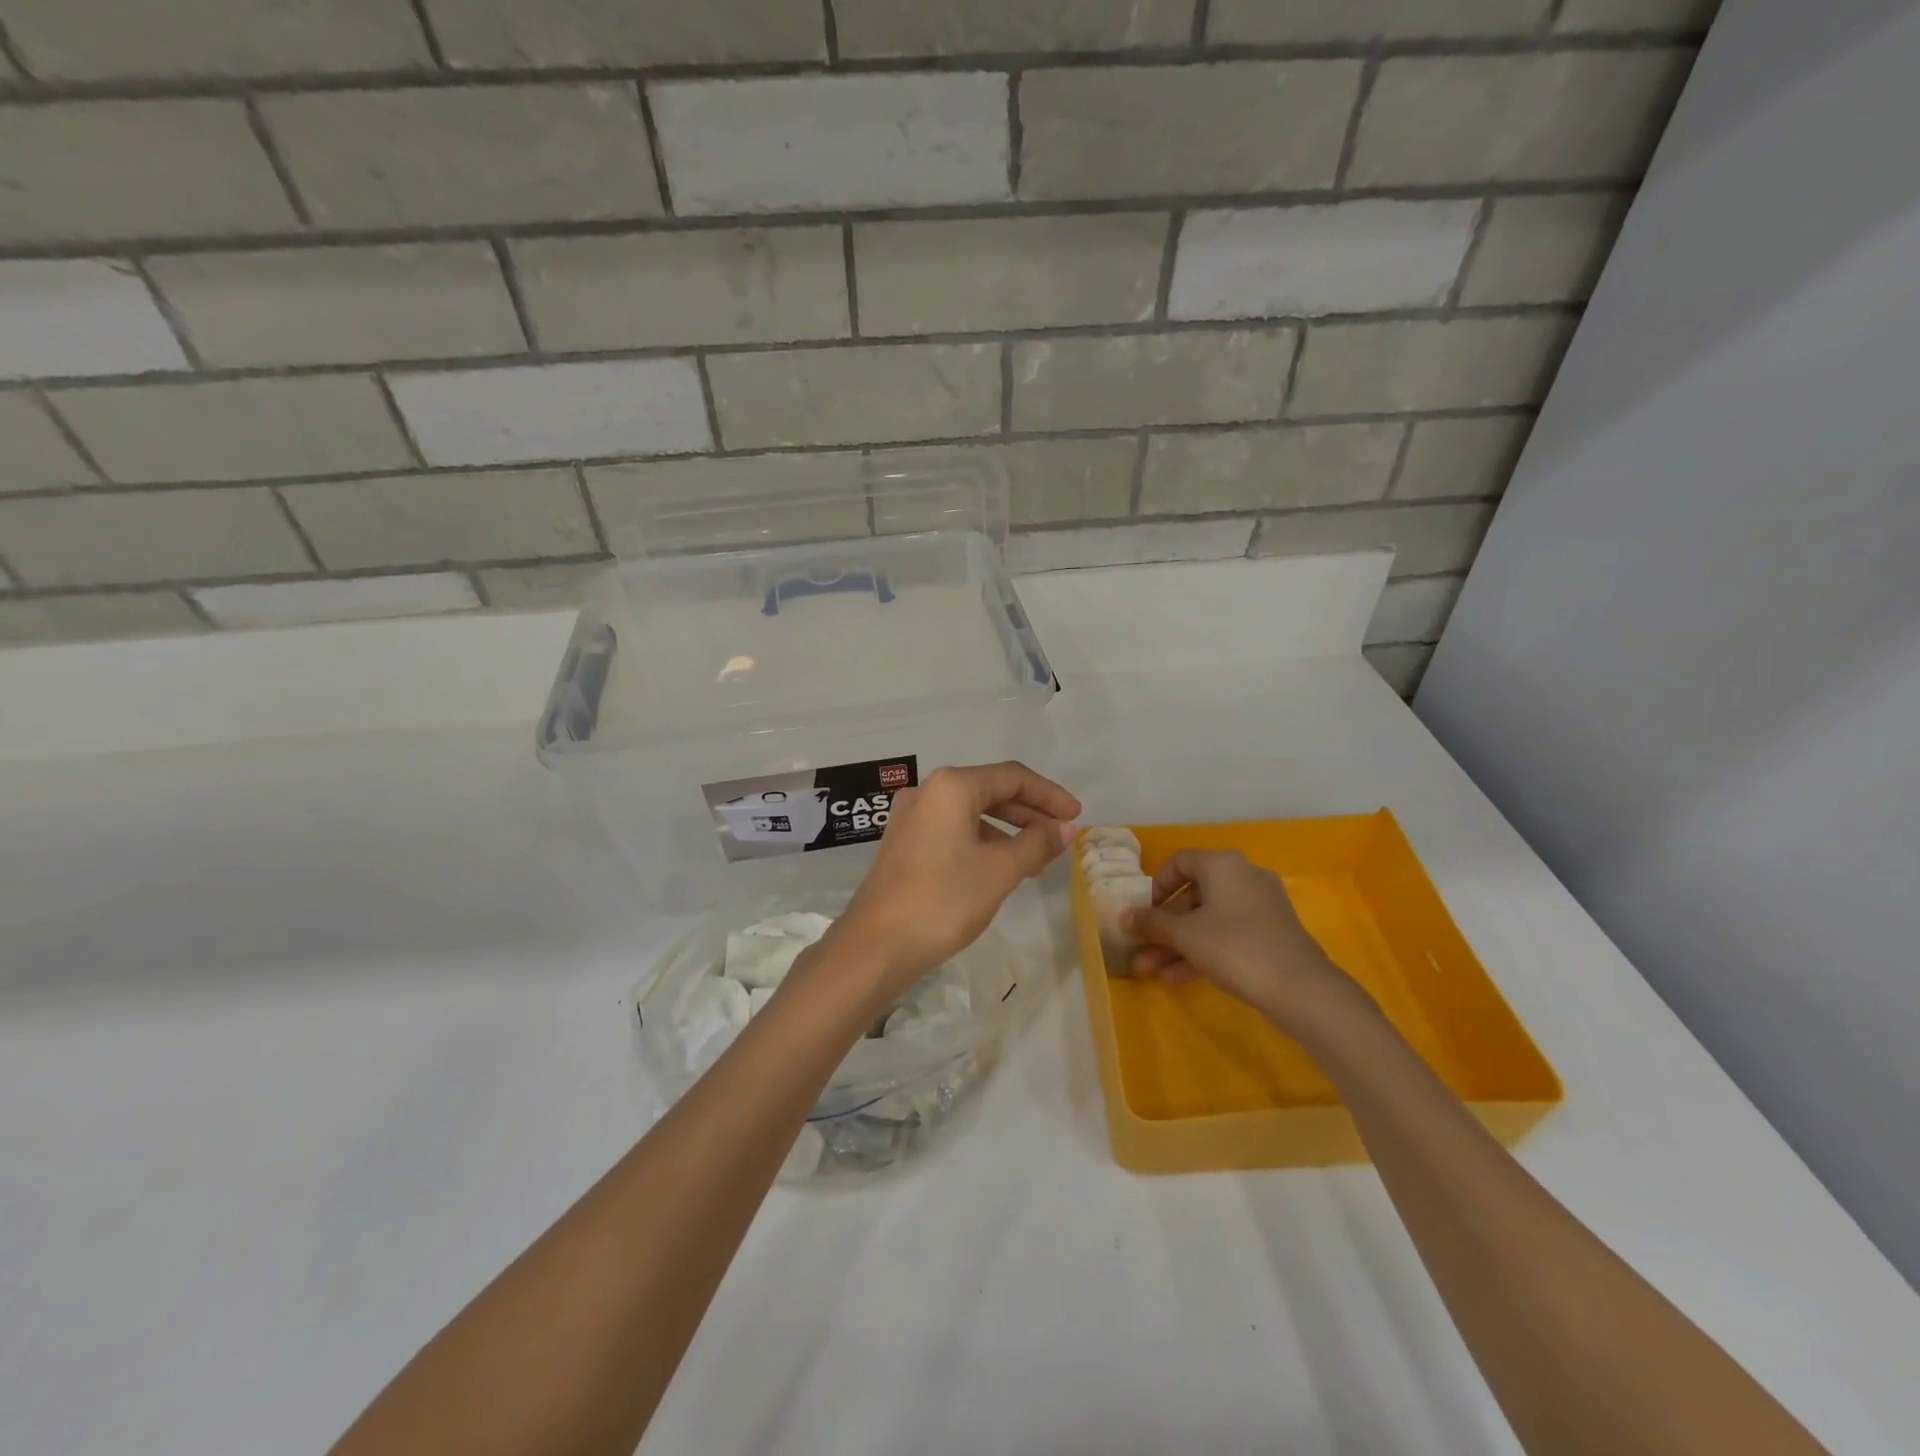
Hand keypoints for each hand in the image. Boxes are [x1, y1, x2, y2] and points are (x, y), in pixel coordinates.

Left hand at [831, 763, 1081, 998]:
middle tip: (1061, 835)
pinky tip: (1000, 866)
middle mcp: (928, 791)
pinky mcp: (904, 841)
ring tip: (1037, 857)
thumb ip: (1037, 843)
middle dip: (1030, 811)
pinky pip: (952, 828)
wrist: (877, 945)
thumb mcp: (1000, 871)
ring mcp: (911, 816)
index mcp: (951, 786)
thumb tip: (1064, 828)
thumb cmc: (944, 900)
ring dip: (1007, 828)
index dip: (1049, 794)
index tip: (1076, 816)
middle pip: (990, 790)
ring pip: (971, 811)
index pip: (1012, 777)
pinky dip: (982, 840)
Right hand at [1124, 849, 1365, 1031]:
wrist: (1301, 989)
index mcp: (1223, 865)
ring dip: (1178, 944)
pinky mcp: (1270, 934)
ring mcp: (1260, 907)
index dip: (1155, 886)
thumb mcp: (1185, 935)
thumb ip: (1152, 923)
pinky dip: (1202, 951)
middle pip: (1192, 895)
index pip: (1179, 862)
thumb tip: (1124, 917)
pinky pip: (1227, 934)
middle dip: (1163, 926)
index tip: (1143, 913)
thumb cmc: (1235, 947)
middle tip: (1141, 949)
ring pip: (1208, 920)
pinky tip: (1178, 978)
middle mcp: (1243, 877)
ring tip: (1152, 971)